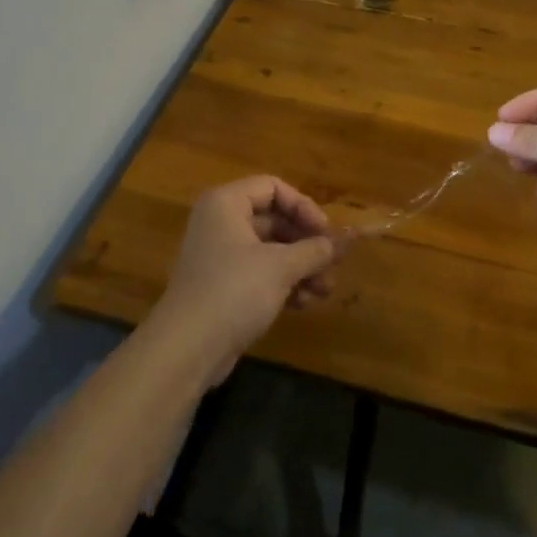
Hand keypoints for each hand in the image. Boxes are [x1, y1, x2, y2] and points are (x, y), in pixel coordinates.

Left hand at [147, 176, 337, 385]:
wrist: (186, 349)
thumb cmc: (234, 291)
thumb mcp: (281, 267)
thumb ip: (317, 249)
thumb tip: (351, 237)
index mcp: (226, 204)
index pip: (273, 188)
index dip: (303, 207)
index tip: (326, 233)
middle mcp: (221, 223)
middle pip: (275, 220)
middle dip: (307, 244)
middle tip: (333, 266)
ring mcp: (220, 256)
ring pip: (271, 251)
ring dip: (301, 268)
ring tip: (324, 291)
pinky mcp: (223, 286)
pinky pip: (261, 274)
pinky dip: (284, 284)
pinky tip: (304, 304)